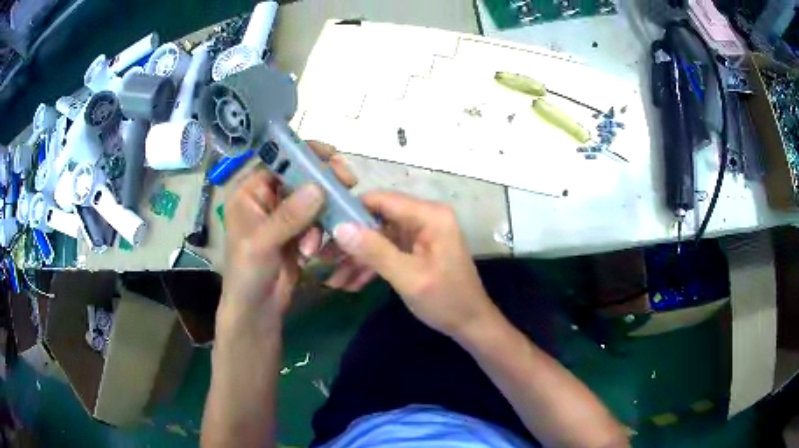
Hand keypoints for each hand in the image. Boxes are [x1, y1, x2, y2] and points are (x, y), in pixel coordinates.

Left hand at [219, 142, 356, 324]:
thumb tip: (318, 187)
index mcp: (250, 191)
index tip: (334, 157)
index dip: (305, 154)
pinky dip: (319, 234)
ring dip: (319, 220)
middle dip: (322, 186)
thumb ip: (288, 216)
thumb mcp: (262, 244)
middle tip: (347, 185)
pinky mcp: (298, 232)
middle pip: (301, 176)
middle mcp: (267, 197)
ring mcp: (285, 215)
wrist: (257, 309)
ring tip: (310, 248)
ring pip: (313, 200)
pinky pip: (317, 220)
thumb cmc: (247, 275)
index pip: (279, 160)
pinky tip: (310, 254)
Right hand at [331, 192, 496, 338]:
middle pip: (377, 219)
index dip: (350, 210)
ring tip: (332, 279)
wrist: (470, 324)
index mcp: (429, 216)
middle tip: (321, 259)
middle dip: (350, 241)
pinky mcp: (415, 250)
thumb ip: (375, 251)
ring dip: (356, 258)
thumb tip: (339, 228)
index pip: (381, 200)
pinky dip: (370, 266)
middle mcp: (424, 218)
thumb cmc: (446, 301)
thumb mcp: (409, 278)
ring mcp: (419, 234)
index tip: (321, 226)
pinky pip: (386, 251)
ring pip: (377, 238)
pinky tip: (349, 283)